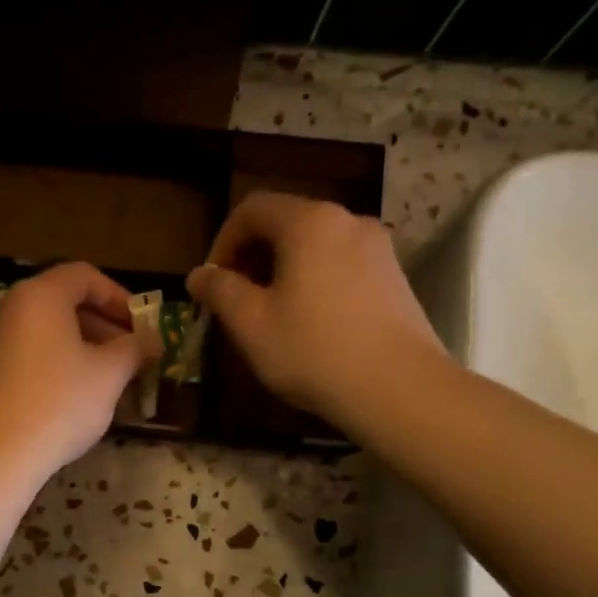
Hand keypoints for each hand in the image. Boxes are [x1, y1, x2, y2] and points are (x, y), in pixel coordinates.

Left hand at [0, 262, 159, 487]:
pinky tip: (75, 396)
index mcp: (40, 296)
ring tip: (110, 379)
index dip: (119, 297)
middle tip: (131, 354)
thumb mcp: (109, 374)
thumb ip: (135, 349)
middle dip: (104, 325)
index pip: (84, 276)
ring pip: (47, 331)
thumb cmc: (59, 403)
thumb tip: (153, 340)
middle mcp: (10, 308)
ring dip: (83, 347)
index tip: (141, 325)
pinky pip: (29, 354)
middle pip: (64, 302)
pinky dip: (57, 363)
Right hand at [186, 191, 447, 429]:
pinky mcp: (395, 277)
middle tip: (237, 299)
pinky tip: (311, 323)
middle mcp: (348, 221)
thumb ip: (220, 291)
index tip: (213, 282)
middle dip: (253, 256)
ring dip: (284, 270)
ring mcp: (378, 248)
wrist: (398, 388)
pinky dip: (316, 281)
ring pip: (316, 245)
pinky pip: (342, 265)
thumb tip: (199, 274)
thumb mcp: (251, 324)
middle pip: (287, 222)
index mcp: (309, 223)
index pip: (253, 208)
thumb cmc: (314, 351)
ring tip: (271, 314)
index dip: (223, 240)